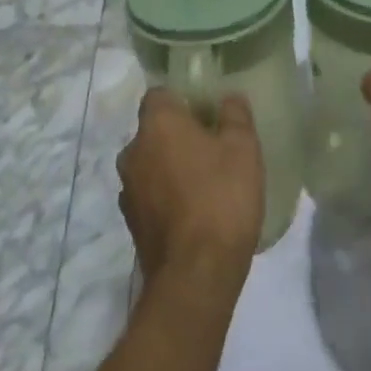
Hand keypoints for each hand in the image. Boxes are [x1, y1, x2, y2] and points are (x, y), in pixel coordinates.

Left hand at [119, 89, 263, 295]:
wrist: (195, 276)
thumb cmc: (221, 198)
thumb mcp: (243, 148)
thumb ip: (235, 115)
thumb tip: (229, 98)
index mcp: (157, 124)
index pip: (159, 94)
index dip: (181, 98)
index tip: (205, 111)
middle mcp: (133, 151)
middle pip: (153, 130)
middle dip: (177, 134)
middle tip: (211, 146)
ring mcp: (127, 190)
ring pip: (150, 164)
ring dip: (170, 167)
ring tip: (204, 181)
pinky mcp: (131, 224)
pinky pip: (149, 195)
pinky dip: (166, 196)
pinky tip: (193, 211)